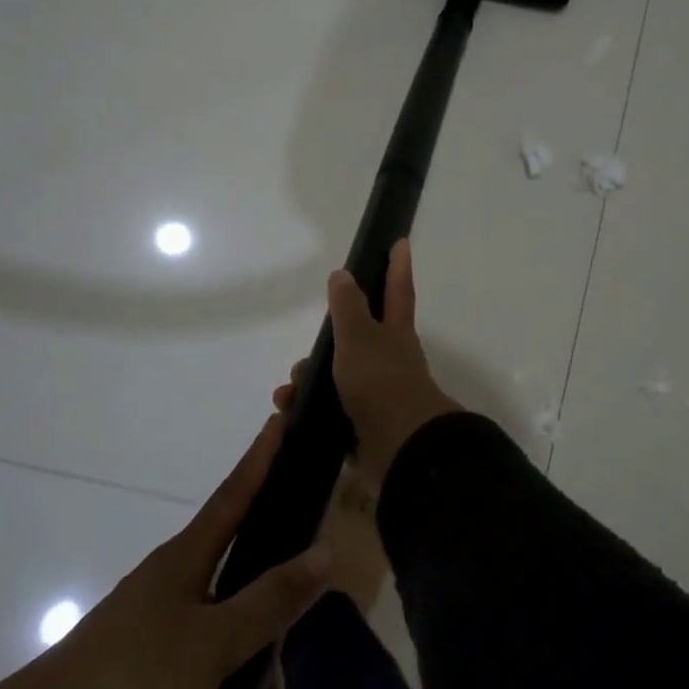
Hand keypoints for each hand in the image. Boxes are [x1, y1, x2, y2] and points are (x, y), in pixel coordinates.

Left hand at [0, 415, 329, 688]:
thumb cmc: (134, 679)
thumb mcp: (214, 644)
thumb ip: (271, 600)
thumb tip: (325, 553)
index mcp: (187, 559)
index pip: (235, 494)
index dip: (260, 459)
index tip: (279, 421)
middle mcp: (173, 582)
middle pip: (241, 581)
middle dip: (272, 627)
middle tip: (287, 682)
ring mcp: (154, 625)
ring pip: (224, 635)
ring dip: (250, 683)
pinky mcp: (141, 667)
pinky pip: (199, 674)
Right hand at [273, 238, 460, 487]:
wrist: (399, 447)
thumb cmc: (380, 381)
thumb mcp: (359, 336)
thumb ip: (348, 306)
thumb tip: (343, 274)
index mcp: (395, 333)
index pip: (397, 290)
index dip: (397, 266)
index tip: (400, 241)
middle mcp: (390, 359)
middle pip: (357, 339)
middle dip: (328, 342)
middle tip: (305, 356)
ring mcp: (379, 392)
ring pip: (338, 376)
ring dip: (310, 381)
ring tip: (288, 391)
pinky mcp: (365, 423)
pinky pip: (331, 408)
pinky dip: (309, 409)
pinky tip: (290, 412)